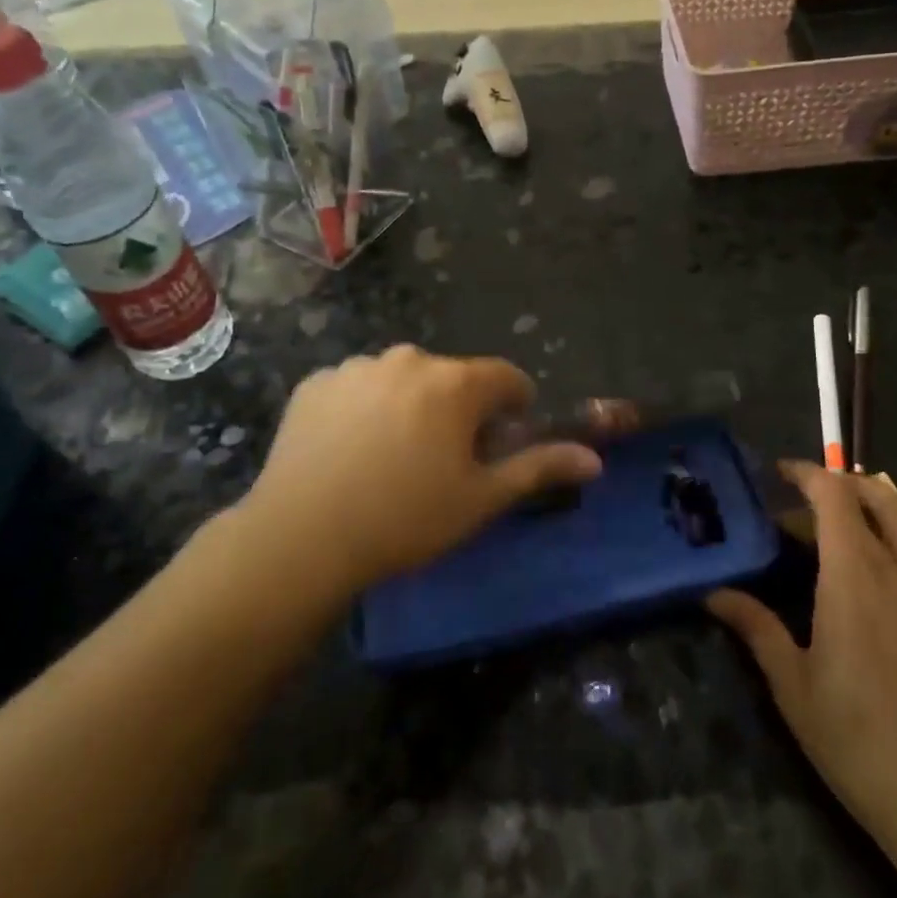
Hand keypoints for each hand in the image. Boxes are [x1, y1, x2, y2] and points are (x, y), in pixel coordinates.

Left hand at [249, 345, 602, 589]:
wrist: (302, 537)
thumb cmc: (405, 519)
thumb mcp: (481, 499)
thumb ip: (539, 468)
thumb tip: (594, 459)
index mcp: (455, 382)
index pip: (507, 378)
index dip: (513, 408)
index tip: (501, 442)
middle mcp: (409, 359)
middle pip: (453, 378)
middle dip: (459, 410)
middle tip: (443, 461)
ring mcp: (357, 367)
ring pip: (403, 380)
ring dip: (411, 406)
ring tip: (391, 458)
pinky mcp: (316, 383)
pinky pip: (358, 388)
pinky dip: (365, 409)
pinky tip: (350, 451)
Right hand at [708, 465, 896, 870]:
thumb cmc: (855, 740)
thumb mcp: (792, 685)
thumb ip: (756, 628)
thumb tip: (713, 593)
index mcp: (851, 578)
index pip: (831, 499)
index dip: (806, 475)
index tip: (781, 474)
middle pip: (870, 499)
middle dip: (837, 486)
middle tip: (809, 501)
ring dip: (881, 495)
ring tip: (859, 494)